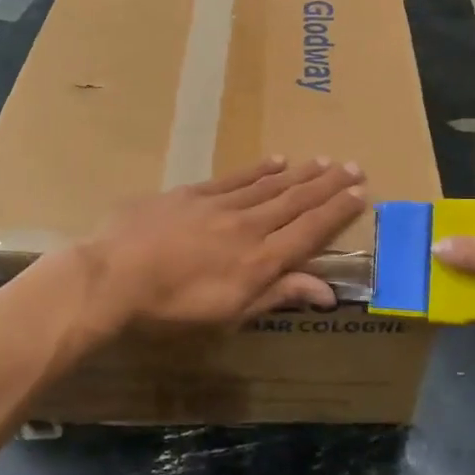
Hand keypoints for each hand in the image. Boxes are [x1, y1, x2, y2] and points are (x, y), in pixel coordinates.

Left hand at [77, 157, 368, 336]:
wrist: (113, 276)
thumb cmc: (171, 309)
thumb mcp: (229, 315)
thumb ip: (278, 296)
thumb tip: (327, 291)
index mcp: (260, 261)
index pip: (309, 231)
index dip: (337, 212)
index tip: (360, 193)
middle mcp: (248, 227)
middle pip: (296, 202)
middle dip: (327, 185)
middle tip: (354, 166)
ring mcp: (220, 206)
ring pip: (270, 185)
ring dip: (300, 173)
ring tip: (324, 160)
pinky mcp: (193, 194)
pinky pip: (235, 178)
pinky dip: (259, 169)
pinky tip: (276, 160)